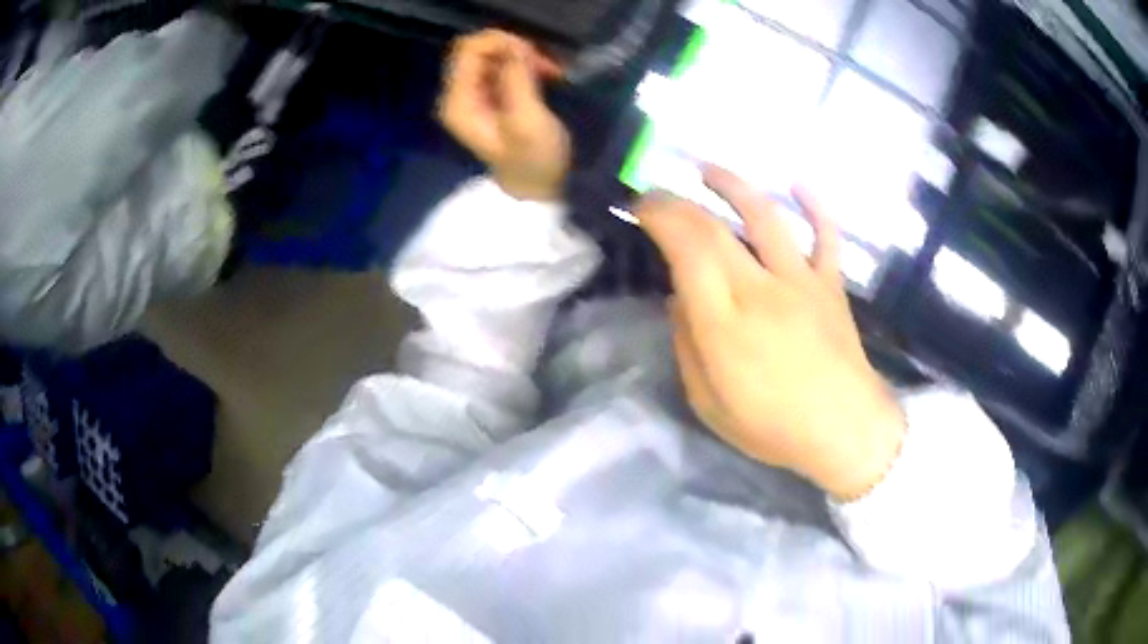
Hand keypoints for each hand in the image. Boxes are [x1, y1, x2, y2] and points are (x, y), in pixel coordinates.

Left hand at [439, 30, 570, 201]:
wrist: (535, 192)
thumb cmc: (533, 162)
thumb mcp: (528, 120)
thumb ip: (517, 78)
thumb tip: (515, 46)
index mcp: (458, 101)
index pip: (469, 49)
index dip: (502, 43)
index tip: (533, 58)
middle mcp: (458, 95)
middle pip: (478, 49)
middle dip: (514, 49)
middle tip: (545, 67)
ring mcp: (472, 96)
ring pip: (492, 55)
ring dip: (523, 57)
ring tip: (550, 73)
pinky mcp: (488, 98)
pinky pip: (500, 66)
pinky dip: (522, 65)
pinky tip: (544, 77)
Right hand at [638, 166, 905, 500]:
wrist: (845, 431)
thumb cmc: (773, 426)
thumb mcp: (709, 403)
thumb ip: (688, 346)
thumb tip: (679, 299)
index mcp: (726, 323)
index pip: (686, 249)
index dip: (659, 218)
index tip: (640, 209)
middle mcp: (762, 290)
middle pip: (716, 228)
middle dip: (679, 202)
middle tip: (658, 195)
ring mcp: (802, 282)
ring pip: (767, 217)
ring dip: (734, 186)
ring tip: (709, 170)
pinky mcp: (831, 284)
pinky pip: (826, 235)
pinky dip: (814, 206)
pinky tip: (797, 185)